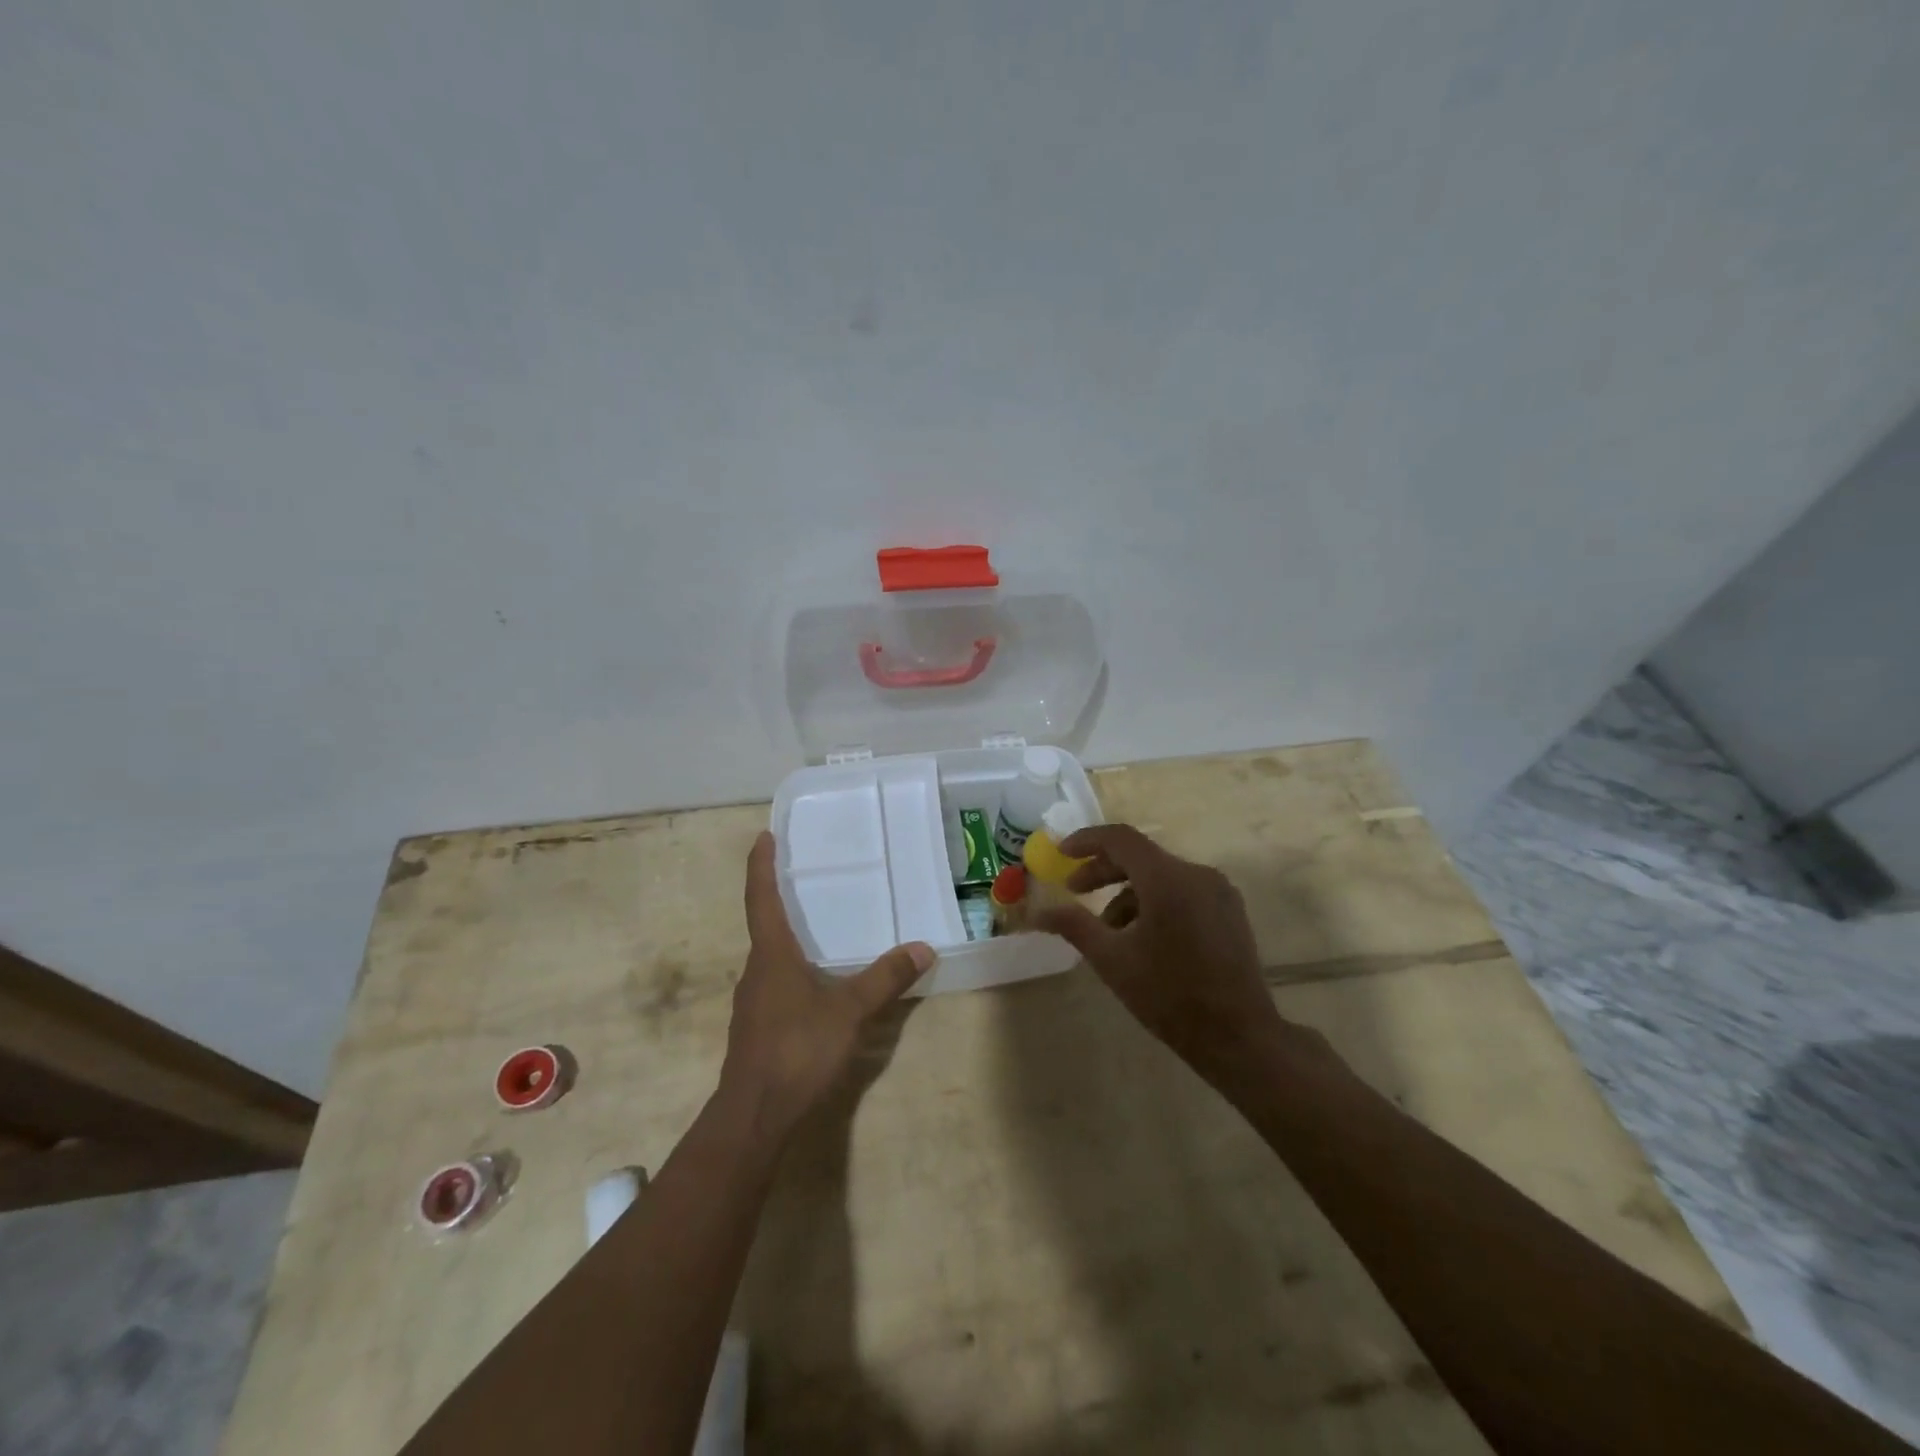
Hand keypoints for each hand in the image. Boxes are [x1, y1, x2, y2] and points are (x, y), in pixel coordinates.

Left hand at [720, 832, 935, 1140]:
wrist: (754, 1115)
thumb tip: (923, 948)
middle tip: (804, 877)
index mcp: (772, 955)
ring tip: (816, 928)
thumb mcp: (850, 1011)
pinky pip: (775, 983)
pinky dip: (792, 969)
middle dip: (779, 899)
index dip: (761, 866)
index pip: (761, 898)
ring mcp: (753, 1001)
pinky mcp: (757, 1026)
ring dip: (787, 938)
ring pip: (770, 957)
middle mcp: (756, 970)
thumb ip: (885, 979)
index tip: (763, 837)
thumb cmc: (797, 1049)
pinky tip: (815, 983)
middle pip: (764, 925)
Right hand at [1032, 824, 1288, 1077]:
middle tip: (1074, 890)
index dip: (1086, 841)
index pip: (1120, 839)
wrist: (1239, 1037)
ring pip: (1161, 876)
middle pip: (1141, 856)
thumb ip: (1074, 926)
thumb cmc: (1170, 996)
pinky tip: (1142, 937)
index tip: (1061, 852)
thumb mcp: (1112, 960)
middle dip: (1103, 870)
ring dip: (1128, 893)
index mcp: (1168, 880)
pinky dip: (1154, 902)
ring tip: (1108, 930)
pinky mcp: (1229, 910)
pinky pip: (1182, 891)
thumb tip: (1037, 912)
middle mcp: (1197, 874)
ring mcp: (1218, 891)